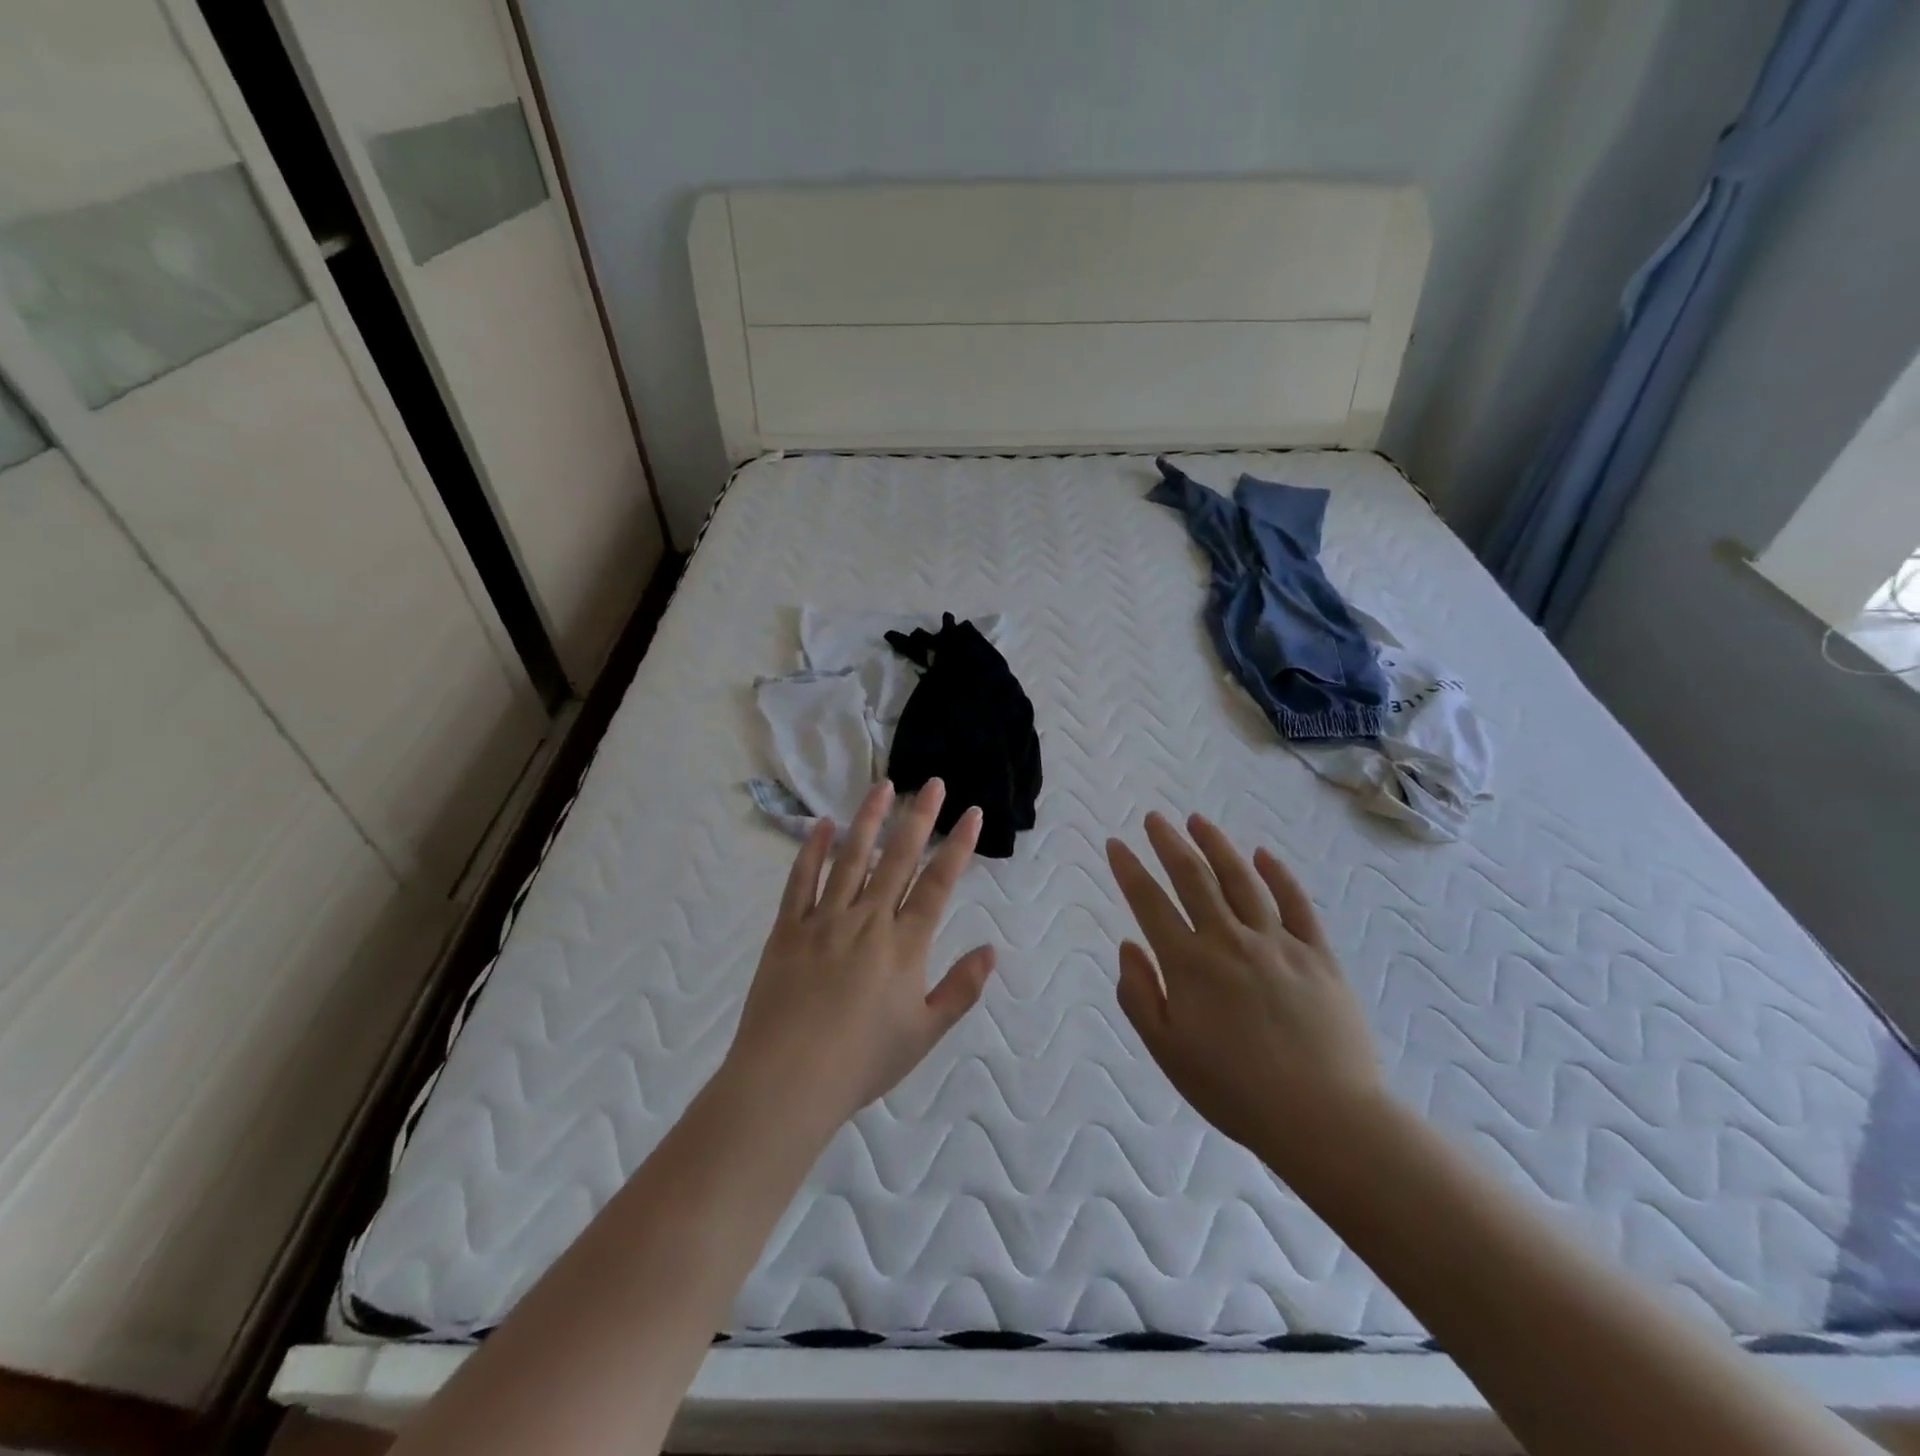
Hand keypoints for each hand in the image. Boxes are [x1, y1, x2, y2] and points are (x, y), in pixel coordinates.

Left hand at [725, 779, 995, 1135]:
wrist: (789, 1080)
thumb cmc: (863, 1061)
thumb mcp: (924, 1033)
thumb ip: (961, 989)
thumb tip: (991, 950)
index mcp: (904, 945)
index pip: (937, 884)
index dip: (957, 846)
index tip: (971, 813)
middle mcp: (867, 920)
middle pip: (898, 859)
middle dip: (920, 818)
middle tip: (933, 783)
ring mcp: (824, 920)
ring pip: (851, 858)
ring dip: (869, 820)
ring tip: (883, 787)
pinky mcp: (787, 928)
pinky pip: (800, 881)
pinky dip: (812, 851)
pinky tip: (822, 825)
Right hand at [1106, 812, 1383, 1170]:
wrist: (1323, 1118)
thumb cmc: (1234, 1090)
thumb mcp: (1168, 1052)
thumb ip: (1139, 995)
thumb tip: (1129, 945)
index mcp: (1189, 964)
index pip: (1150, 903)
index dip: (1129, 870)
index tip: (1115, 843)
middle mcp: (1230, 940)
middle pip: (1193, 878)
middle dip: (1169, 843)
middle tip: (1154, 818)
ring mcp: (1277, 943)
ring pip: (1241, 879)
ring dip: (1216, 845)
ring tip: (1197, 821)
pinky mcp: (1317, 954)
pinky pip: (1295, 903)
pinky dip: (1277, 874)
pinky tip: (1262, 854)